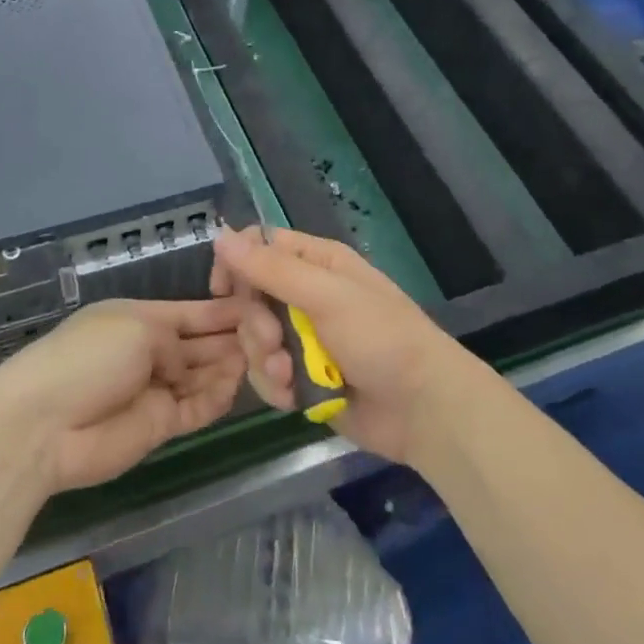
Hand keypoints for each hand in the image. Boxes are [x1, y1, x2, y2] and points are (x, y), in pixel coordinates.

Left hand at [0, 298, 248, 494]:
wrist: (44, 425)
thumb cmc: (89, 357)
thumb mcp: (136, 328)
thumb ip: (176, 340)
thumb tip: (187, 364)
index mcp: (139, 318)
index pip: (191, 312)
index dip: (223, 311)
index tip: (260, 306)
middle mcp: (150, 351)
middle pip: (201, 344)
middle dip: (233, 339)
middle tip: (274, 336)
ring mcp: (155, 390)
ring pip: (203, 376)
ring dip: (230, 367)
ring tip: (267, 359)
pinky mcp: (159, 426)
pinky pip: (197, 408)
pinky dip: (217, 398)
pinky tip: (239, 385)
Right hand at [209, 226, 478, 463]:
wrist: (422, 409)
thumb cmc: (381, 338)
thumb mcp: (326, 296)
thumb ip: (272, 268)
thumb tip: (220, 234)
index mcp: (317, 263)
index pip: (259, 247)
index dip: (237, 265)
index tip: (224, 290)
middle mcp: (306, 295)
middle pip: (250, 298)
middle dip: (255, 325)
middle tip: (275, 341)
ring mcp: (303, 339)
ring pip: (254, 340)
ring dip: (264, 360)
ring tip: (289, 377)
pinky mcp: (302, 377)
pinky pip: (266, 374)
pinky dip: (275, 386)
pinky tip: (294, 397)